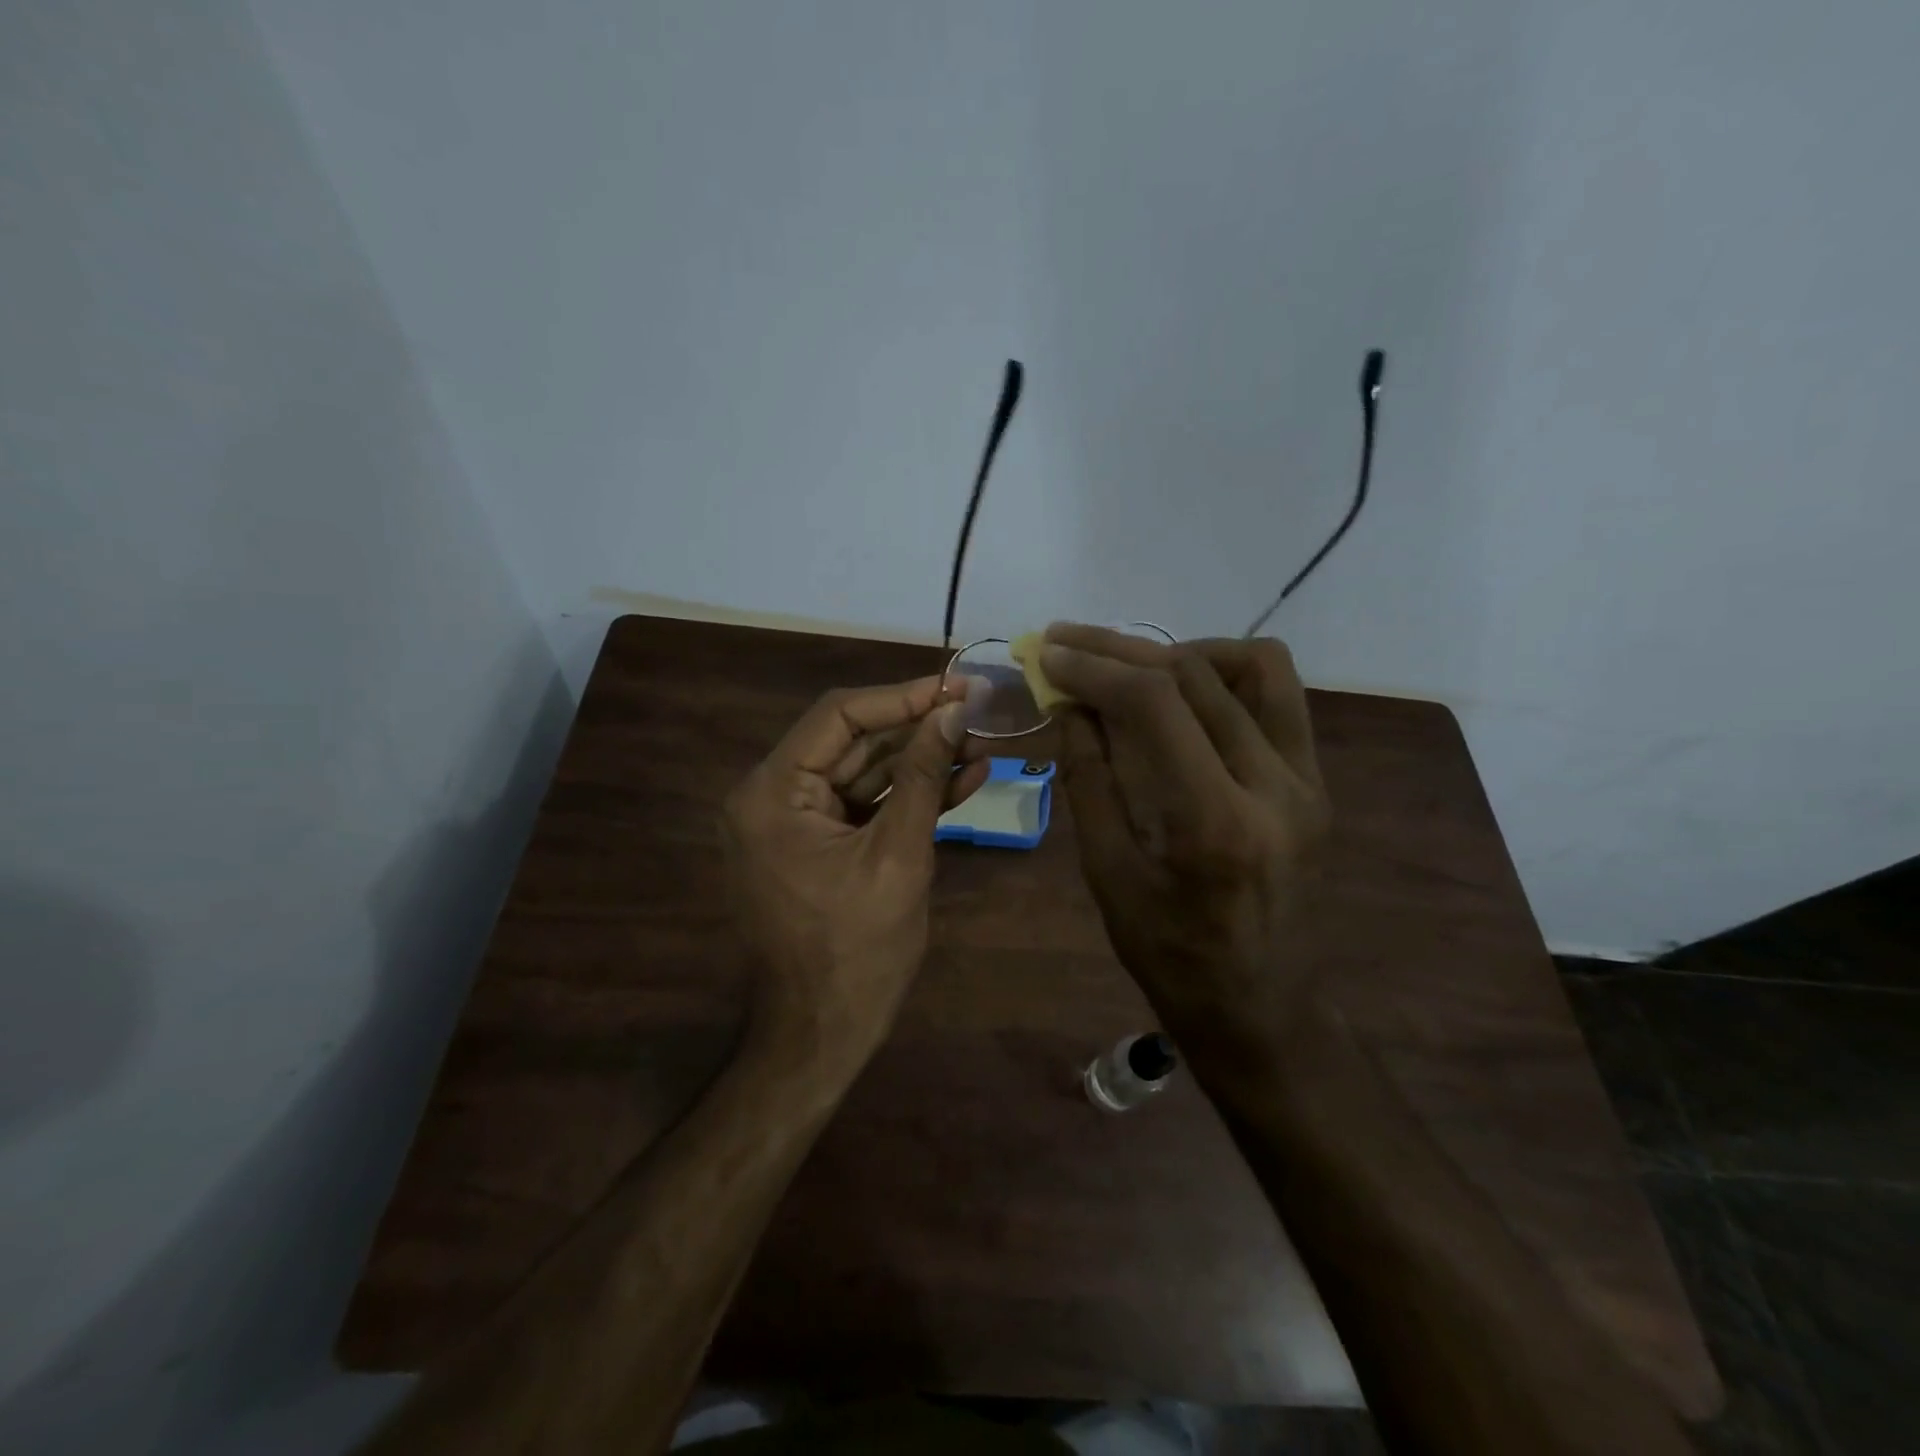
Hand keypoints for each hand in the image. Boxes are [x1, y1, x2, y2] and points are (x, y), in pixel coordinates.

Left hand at [722, 675, 990, 1059]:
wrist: (822, 1036)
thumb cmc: (857, 951)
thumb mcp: (899, 855)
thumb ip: (925, 776)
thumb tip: (953, 710)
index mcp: (773, 792)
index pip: (840, 715)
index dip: (903, 697)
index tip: (958, 687)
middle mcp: (772, 796)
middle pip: (852, 740)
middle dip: (918, 728)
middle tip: (978, 712)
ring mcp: (794, 821)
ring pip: (864, 771)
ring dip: (921, 760)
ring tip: (981, 744)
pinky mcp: (818, 844)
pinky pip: (864, 805)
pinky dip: (908, 795)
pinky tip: (963, 778)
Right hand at [1039, 624, 1330, 1049]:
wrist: (1261, 1006)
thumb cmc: (1169, 955)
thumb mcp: (1108, 874)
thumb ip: (1089, 779)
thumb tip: (1071, 705)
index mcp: (1215, 822)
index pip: (1156, 704)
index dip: (1094, 667)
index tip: (1048, 653)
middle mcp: (1275, 786)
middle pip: (1197, 674)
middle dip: (1120, 650)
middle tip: (1067, 642)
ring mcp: (1307, 780)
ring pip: (1255, 666)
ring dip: (1182, 653)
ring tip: (1130, 666)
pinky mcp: (1315, 781)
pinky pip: (1278, 697)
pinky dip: (1224, 675)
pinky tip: (1182, 693)